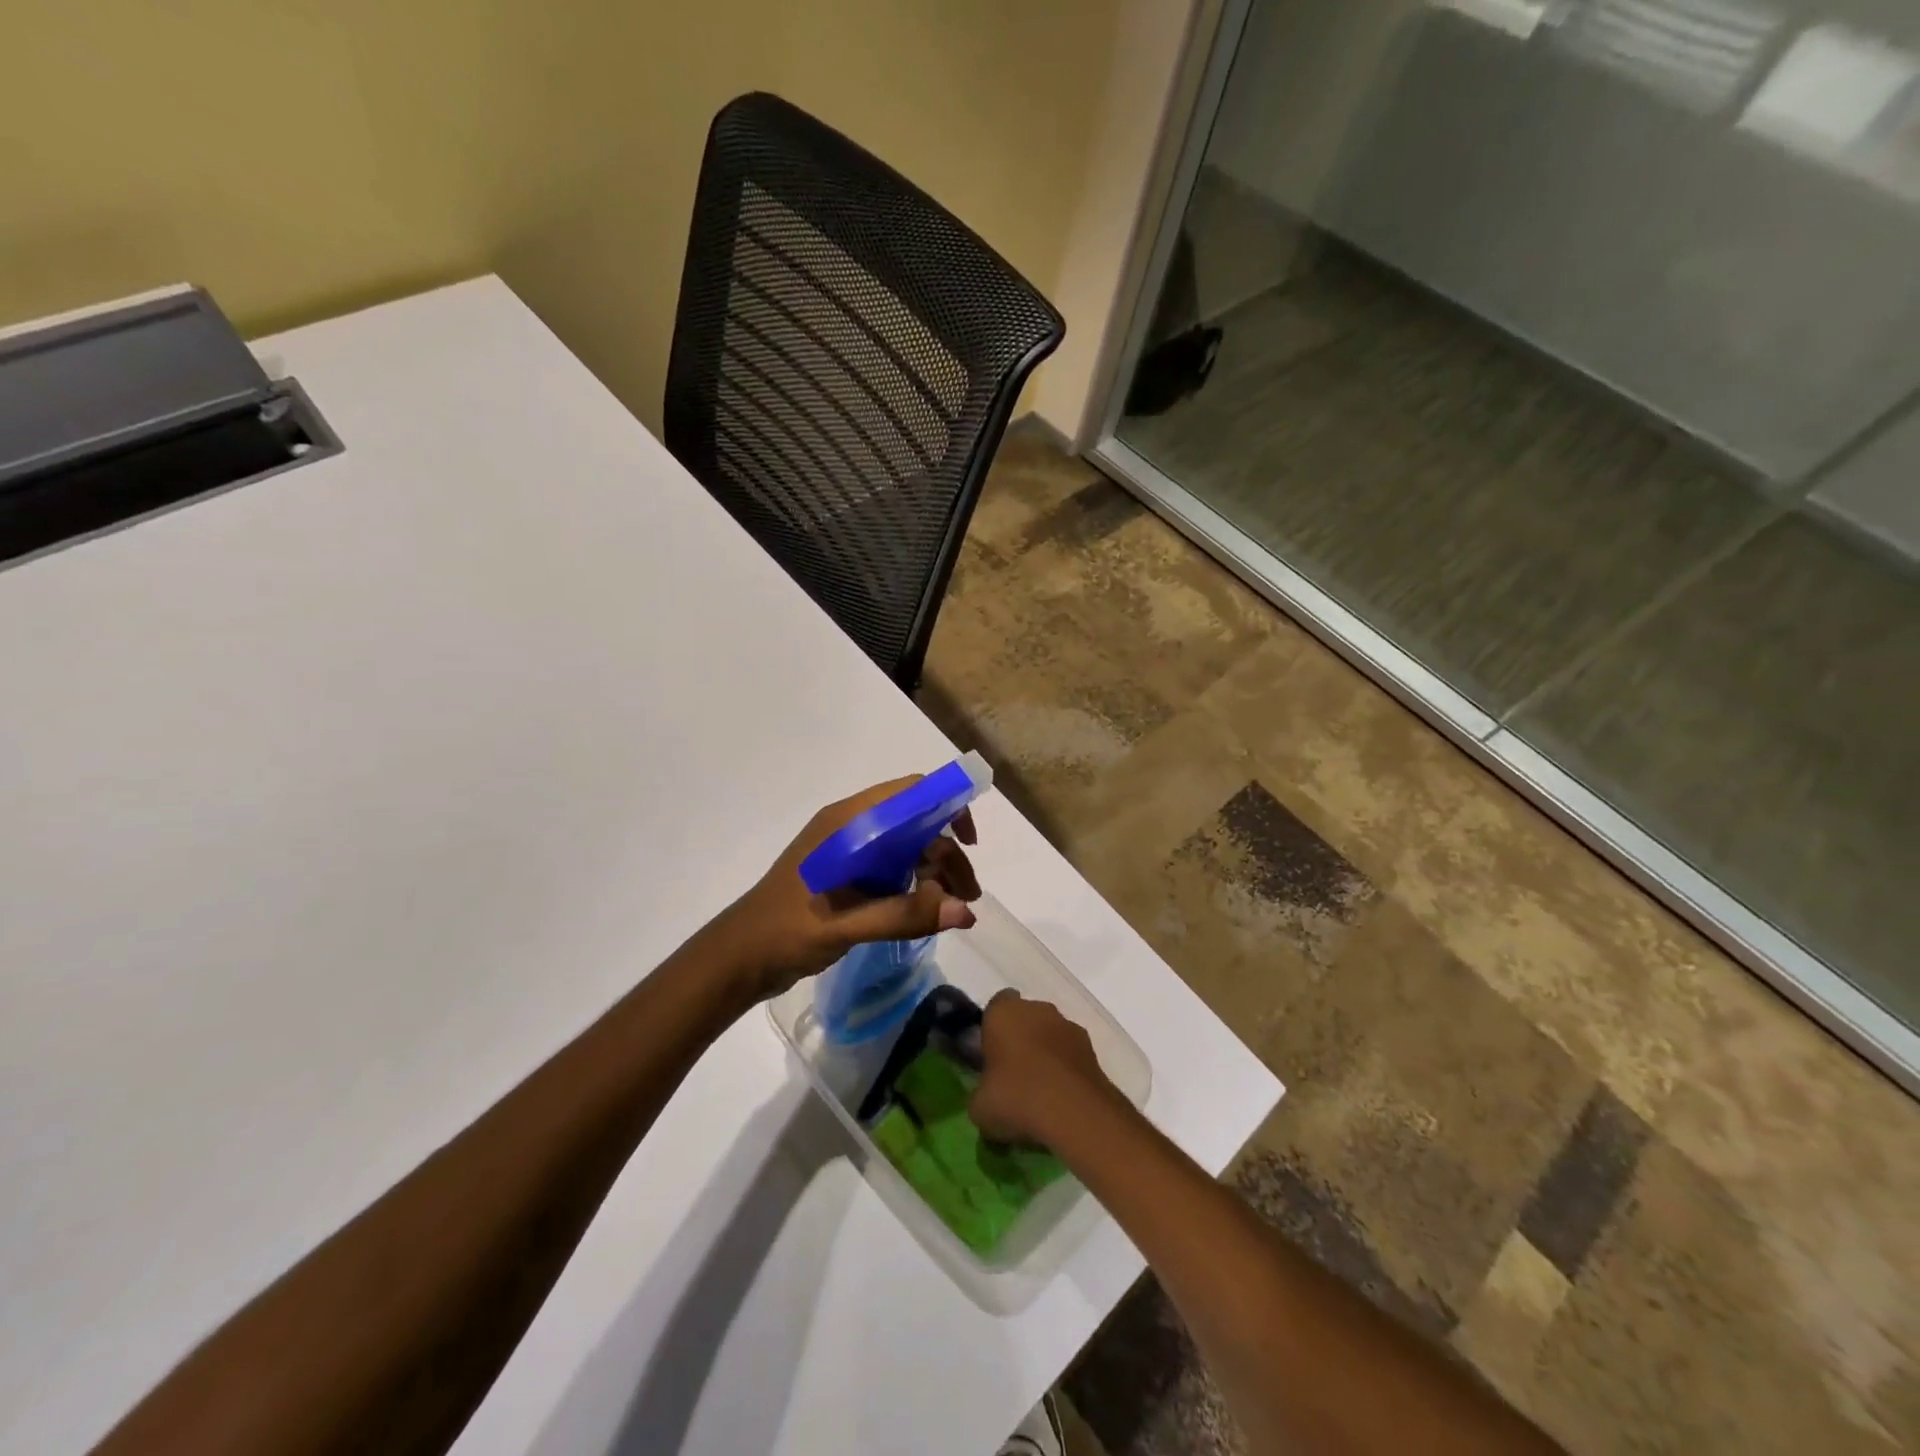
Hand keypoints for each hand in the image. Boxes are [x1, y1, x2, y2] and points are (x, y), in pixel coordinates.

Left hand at [709, 777, 981, 1003]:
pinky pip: (893, 867)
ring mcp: (849, 852)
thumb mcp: (845, 924)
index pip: (910, 793)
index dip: (947, 806)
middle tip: (969, 896)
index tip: (969, 843)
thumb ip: (904, 915)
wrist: (738, 958)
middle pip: (915, 824)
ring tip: (958, 910)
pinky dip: (916, 884)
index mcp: (849, 823)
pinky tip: (928, 911)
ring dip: (935, 871)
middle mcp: (852, 828)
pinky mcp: (847, 875)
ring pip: (907, 847)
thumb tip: (965, 911)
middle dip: (947, 854)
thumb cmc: (785, 932)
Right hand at [969, 991, 1123, 1148]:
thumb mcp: (979, 1107)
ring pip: (1050, 1034)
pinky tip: (1060, 1099)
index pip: (995, 1006)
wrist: (1076, 1113)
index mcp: (1003, 1012)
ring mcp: (1069, 1026)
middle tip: (1012, 1075)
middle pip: (1025, 1017)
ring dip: (1045, 1053)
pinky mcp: (1092, 1049)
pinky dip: (1066, 1069)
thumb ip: (980, 1093)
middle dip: (1020, 1039)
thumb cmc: (1017, 1098)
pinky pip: (1070, 1054)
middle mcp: (1038, 1009)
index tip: (989, 1055)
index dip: (992, 1028)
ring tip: (1039, 1092)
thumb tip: (986, 1097)